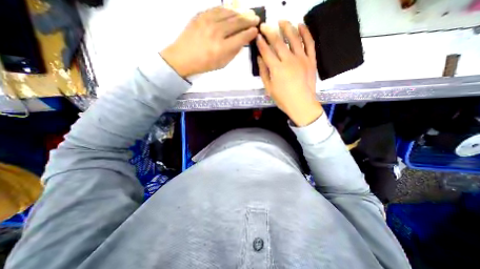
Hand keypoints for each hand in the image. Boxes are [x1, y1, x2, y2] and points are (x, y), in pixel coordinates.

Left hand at [159, 6, 258, 76]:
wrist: (183, 57)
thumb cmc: (204, 64)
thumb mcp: (222, 64)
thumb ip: (233, 53)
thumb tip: (242, 42)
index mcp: (222, 48)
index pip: (241, 37)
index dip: (250, 33)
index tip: (256, 31)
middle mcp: (216, 32)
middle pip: (237, 22)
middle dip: (249, 20)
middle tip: (256, 19)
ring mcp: (208, 21)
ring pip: (228, 12)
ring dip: (240, 13)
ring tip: (246, 14)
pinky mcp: (200, 15)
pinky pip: (217, 8)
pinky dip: (227, 9)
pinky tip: (232, 11)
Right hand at [255, 21, 321, 125]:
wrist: (301, 104)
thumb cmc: (283, 99)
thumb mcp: (269, 88)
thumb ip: (264, 72)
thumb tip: (260, 58)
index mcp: (277, 69)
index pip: (266, 51)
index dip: (261, 43)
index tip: (257, 36)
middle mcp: (289, 60)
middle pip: (278, 42)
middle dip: (269, 32)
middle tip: (264, 25)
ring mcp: (302, 58)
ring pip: (294, 38)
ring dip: (287, 27)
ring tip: (281, 20)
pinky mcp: (311, 60)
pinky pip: (309, 43)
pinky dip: (305, 32)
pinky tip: (301, 25)